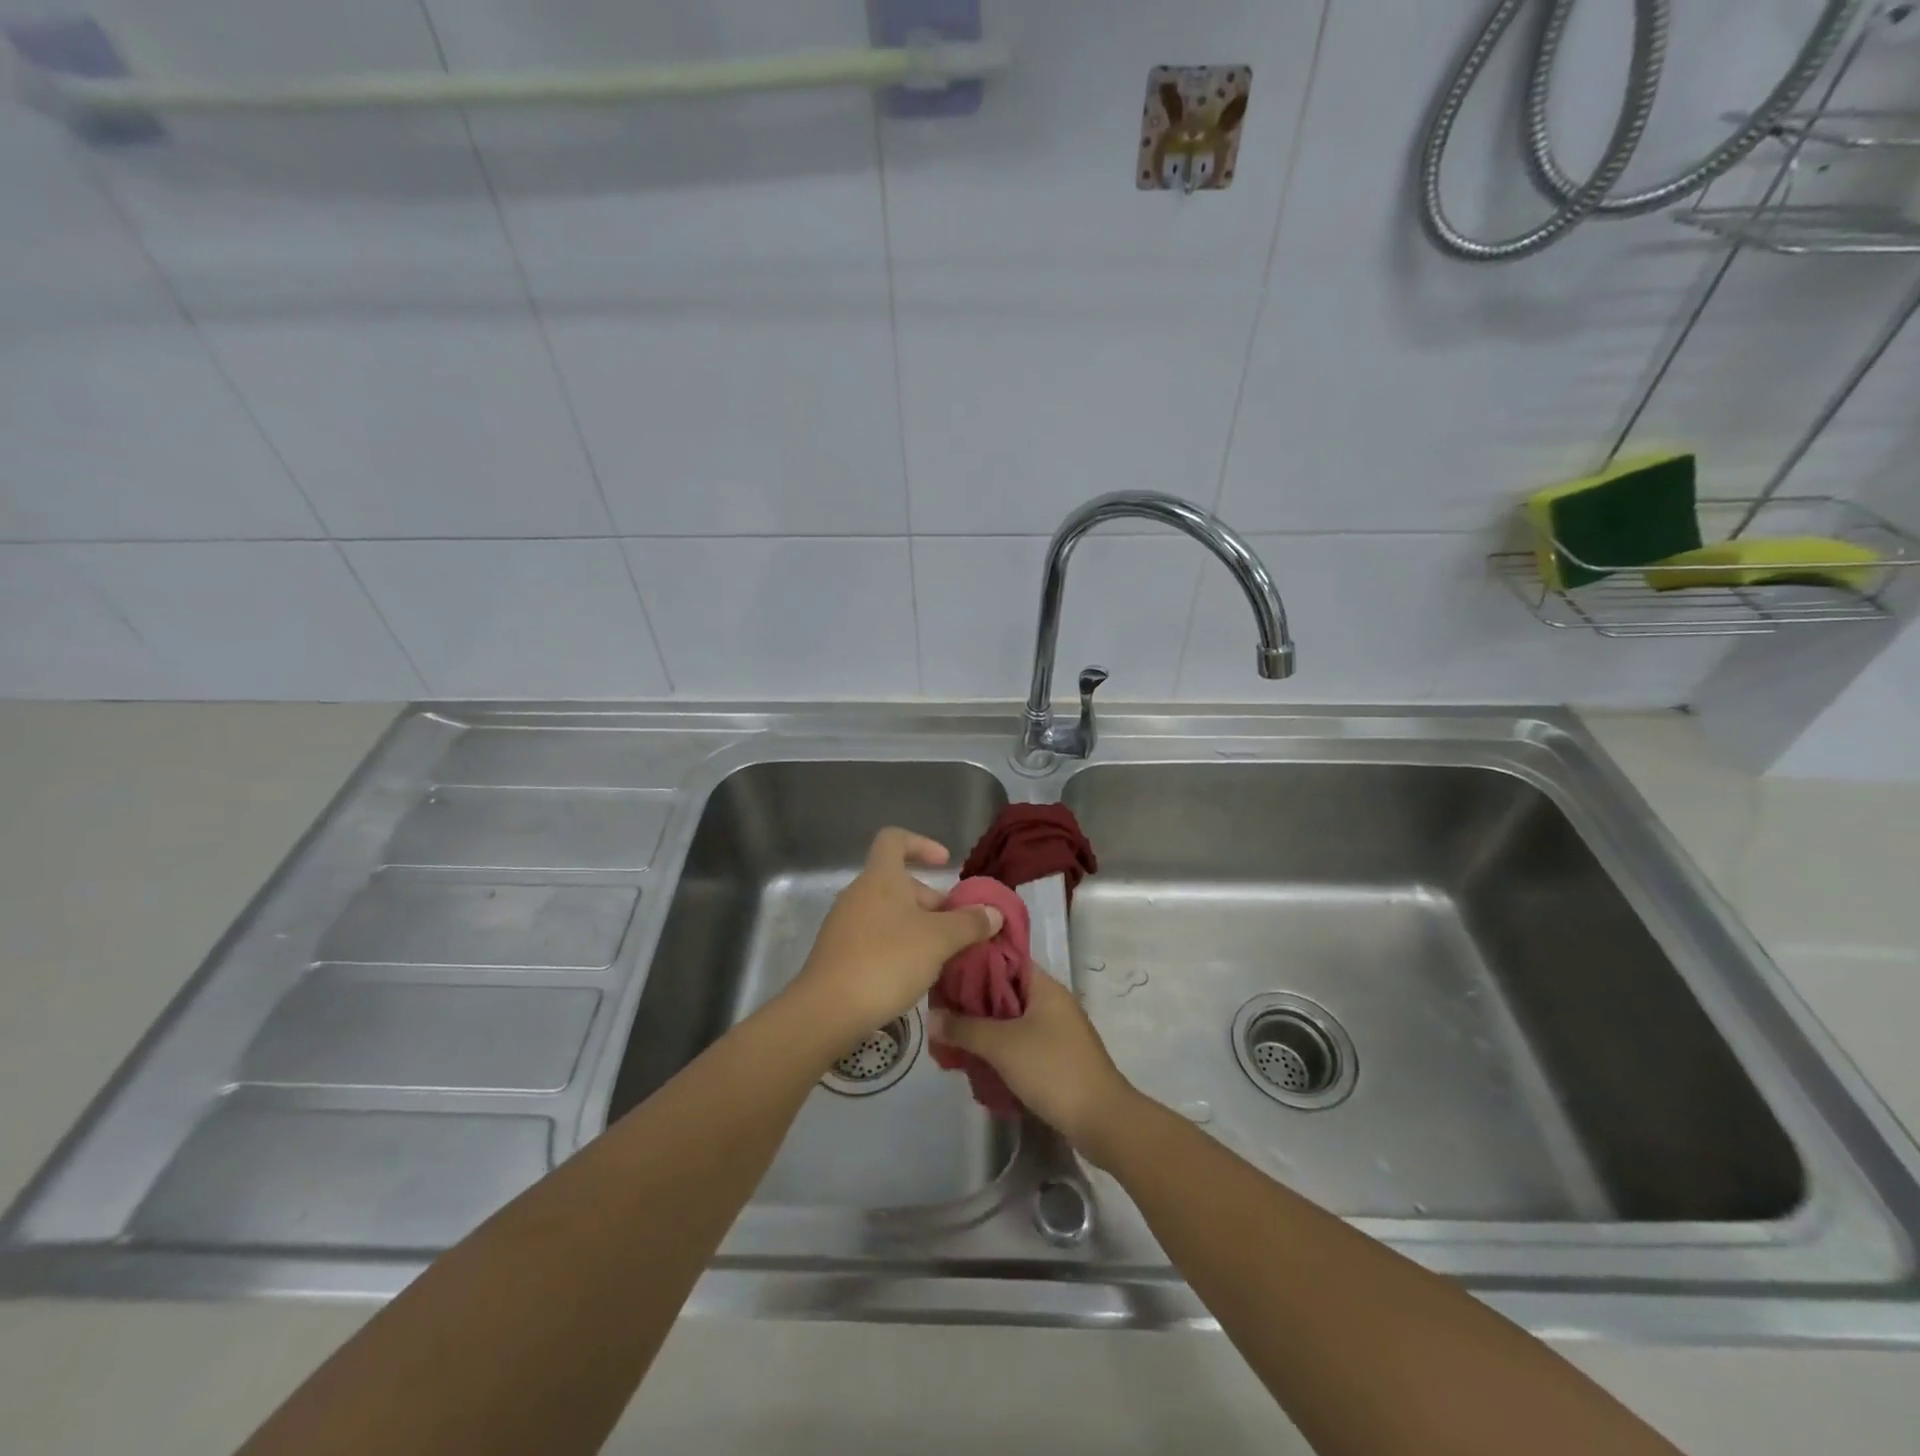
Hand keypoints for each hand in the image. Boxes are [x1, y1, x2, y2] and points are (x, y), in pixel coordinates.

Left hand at [789, 828, 1004, 1048]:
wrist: (828, 1011)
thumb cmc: (887, 961)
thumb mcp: (939, 940)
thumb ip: (969, 923)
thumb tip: (993, 912)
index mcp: (880, 877)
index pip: (894, 839)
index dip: (921, 844)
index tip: (945, 864)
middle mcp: (858, 893)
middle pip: (898, 882)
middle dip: (931, 901)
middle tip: (957, 929)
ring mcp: (844, 924)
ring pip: (889, 913)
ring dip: (918, 928)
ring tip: (942, 956)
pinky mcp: (839, 954)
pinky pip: (875, 938)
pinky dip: (899, 947)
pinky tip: (915, 976)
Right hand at [928, 971, 1138, 1160]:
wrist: (1101, 1120)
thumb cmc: (1053, 1069)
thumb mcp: (1002, 1045)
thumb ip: (964, 1028)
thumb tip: (930, 1017)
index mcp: (1044, 986)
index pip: (1004, 958)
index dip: (973, 962)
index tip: (943, 971)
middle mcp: (1051, 1002)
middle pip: (1004, 990)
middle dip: (972, 1000)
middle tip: (939, 1010)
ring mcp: (1056, 1030)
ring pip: (1010, 1019)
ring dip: (983, 1028)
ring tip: (950, 1038)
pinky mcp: (1055, 1057)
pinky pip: (1019, 1042)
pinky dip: (998, 1048)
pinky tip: (974, 1061)